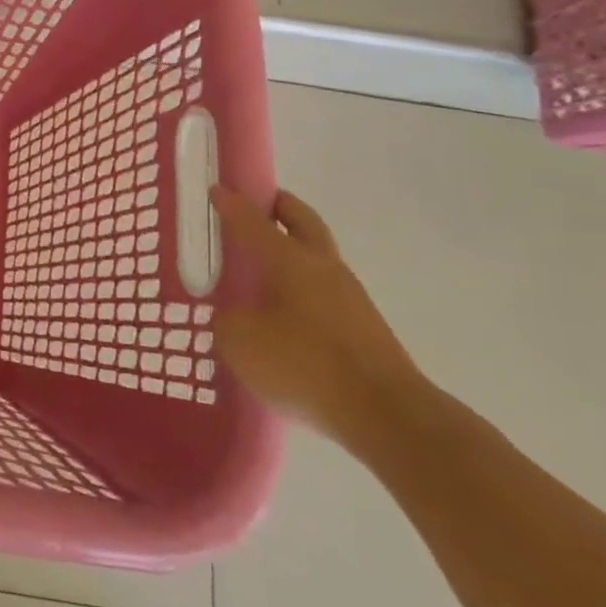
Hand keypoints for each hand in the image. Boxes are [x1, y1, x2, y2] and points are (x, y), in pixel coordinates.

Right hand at [210, 187, 426, 444]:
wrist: (388, 417)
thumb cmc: (305, 365)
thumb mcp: (240, 342)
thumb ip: (227, 320)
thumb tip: (232, 316)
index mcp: (290, 260)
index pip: (253, 221)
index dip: (231, 204)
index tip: (216, 189)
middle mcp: (323, 268)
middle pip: (303, 222)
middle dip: (279, 208)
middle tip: (257, 205)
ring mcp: (350, 298)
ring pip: (317, 256)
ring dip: (293, 249)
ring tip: (262, 263)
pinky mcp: (364, 329)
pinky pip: (324, 292)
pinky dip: (302, 286)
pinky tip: (284, 310)